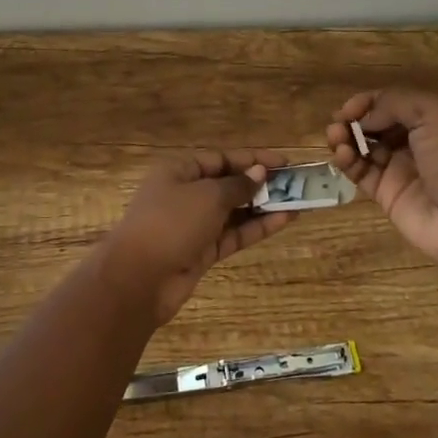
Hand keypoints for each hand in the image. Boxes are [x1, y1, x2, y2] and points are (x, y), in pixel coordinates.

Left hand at [98, 150, 295, 326]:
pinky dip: (257, 227)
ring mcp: (194, 225)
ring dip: (264, 207)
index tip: (284, 162)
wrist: (138, 279)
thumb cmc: (171, 223)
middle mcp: (186, 194)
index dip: (252, 159)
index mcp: (179, 171)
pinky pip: (234, 234)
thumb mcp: (207, 196)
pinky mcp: (202, 251)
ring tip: (299, 202)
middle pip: (228, 184)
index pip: (221, 158)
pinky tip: (284, 220)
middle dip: (261, 184)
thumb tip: (259, 173)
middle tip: (296, 184)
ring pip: (234, 211)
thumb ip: (237, 185)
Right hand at [326, 90, 437, 278]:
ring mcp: (398, 170)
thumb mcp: (434, 117)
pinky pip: (360, 173)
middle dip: (354, 120)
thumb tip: (364, 117)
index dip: (368, 102)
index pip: (391, 104)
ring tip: (335, 137)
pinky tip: (343, 156)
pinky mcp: (385, 195)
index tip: (350, 108)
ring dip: (345, 138)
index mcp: (430, 122)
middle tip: (338, 123)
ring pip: (363, 147)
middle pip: (375, 125)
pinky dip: (347, 161)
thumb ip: (395, 104)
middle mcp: (413, 144)